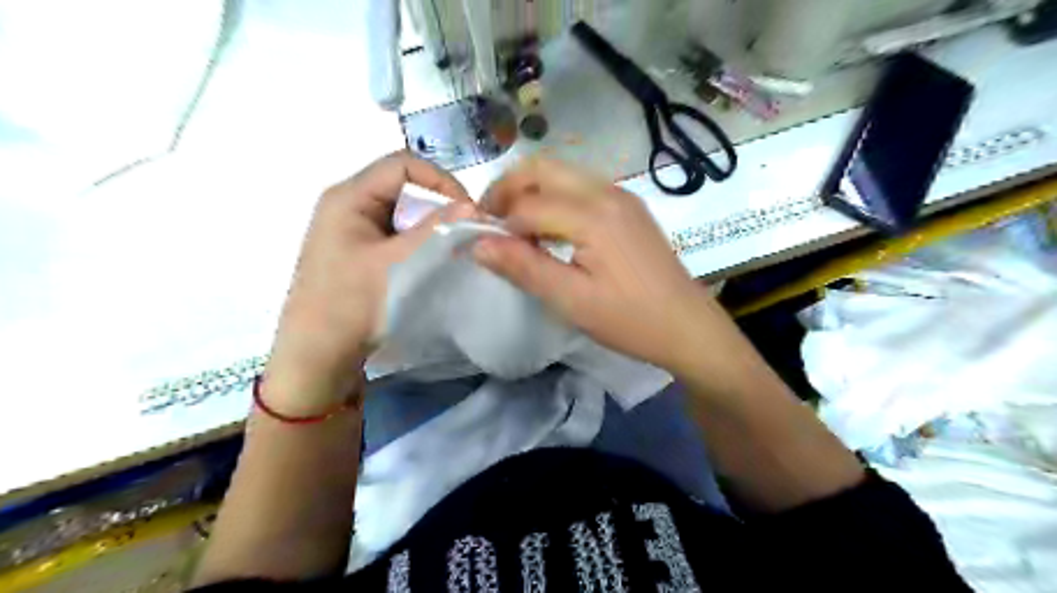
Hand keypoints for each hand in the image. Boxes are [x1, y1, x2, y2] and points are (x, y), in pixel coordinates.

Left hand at [264, 154, 473, 410]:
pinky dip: (420, 241)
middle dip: (440, 205)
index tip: (468, 212)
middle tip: (466, 232)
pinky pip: (398, 233)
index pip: (404, 165)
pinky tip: (434, 260)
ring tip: (454, 248)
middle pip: (405, 186)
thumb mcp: (397, 265)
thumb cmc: (351, 306)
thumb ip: (436, 231)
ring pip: (404, 212)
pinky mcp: (361, 251)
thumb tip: (475, 207)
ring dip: (432, 226)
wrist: (317, 358)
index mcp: (348, 197)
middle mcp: (349, 204)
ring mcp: (354, 229)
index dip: (441, 181)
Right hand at [475, 158, 723, 374]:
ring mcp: (621, 196)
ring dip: (531, 193)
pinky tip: (551, 232)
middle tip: (491, 223)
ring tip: (516, 231)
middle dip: (508, 189)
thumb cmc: (630, 319)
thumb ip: (523, 267)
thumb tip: (477, 244)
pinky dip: (555, 200)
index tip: (481, 246)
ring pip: (562, 174)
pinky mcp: (629, 207)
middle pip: (543, 168)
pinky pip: (580, 188)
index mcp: (593, 214)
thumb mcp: (571, 300)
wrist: (688, 326)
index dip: (499, 224)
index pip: (528, 204)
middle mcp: (607, 191)